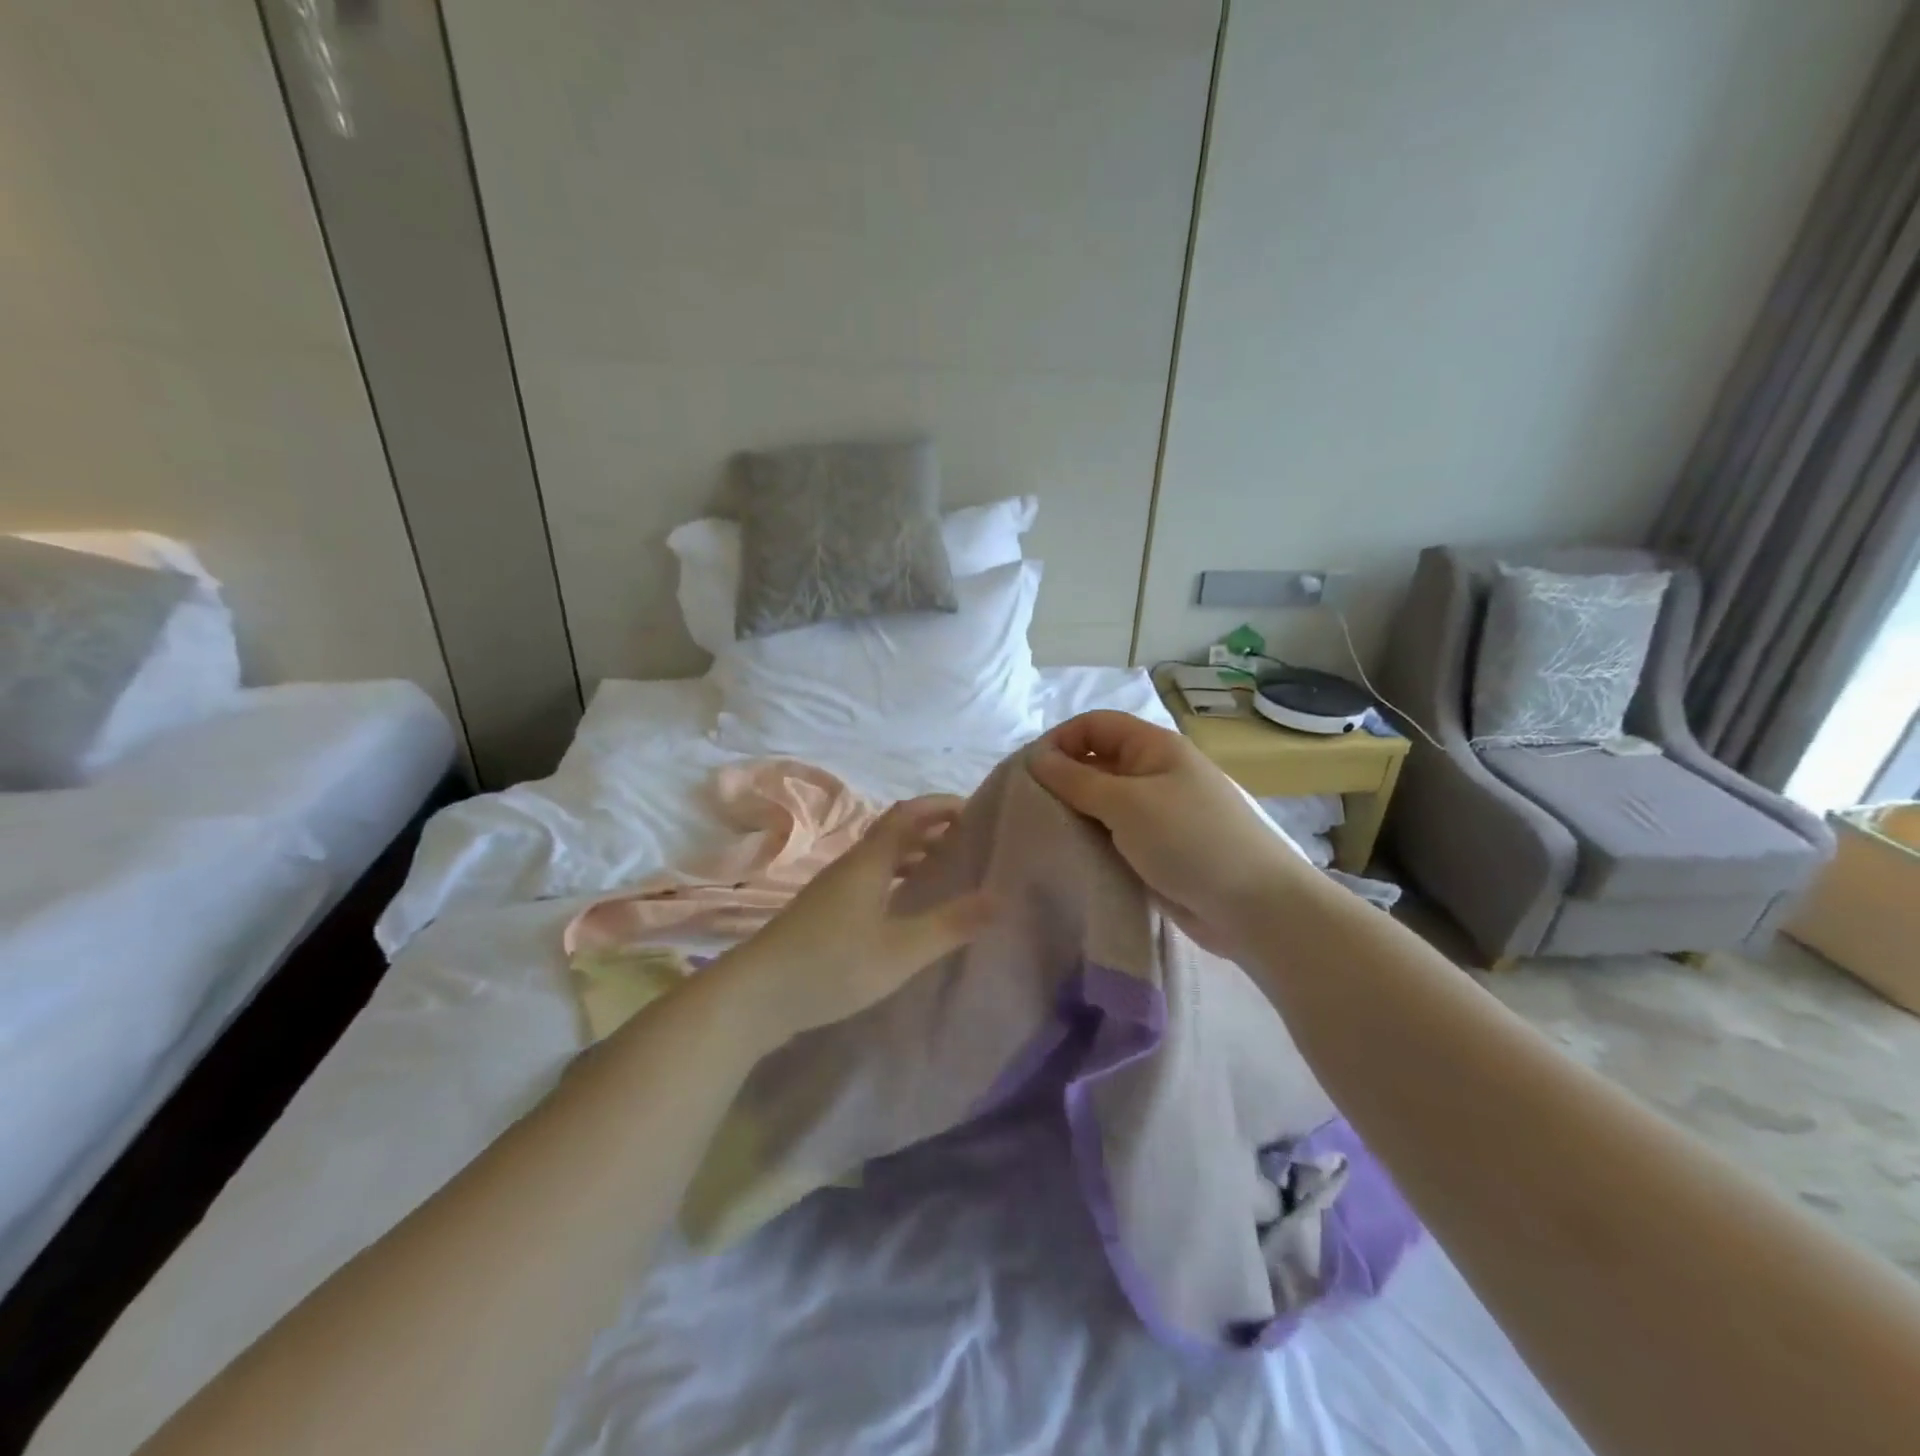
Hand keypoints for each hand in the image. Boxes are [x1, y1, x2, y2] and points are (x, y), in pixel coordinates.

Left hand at [715, 796, 993, 1047]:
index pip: (908, 814)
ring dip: (914, 857)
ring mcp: (832, 891)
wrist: (753, 997)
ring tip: (947, 873)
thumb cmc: (831, 966)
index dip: (940, 805)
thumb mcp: (900, 950)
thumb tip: (999, 897)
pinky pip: (869, 881)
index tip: (975, 812)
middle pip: (894, 833)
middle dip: (932, 830)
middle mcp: (850, 867)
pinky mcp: (823, 915)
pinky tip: (906, 910)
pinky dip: (896, 881)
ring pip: (880, 859)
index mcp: (868, 862)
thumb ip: (950, 924)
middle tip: (970, 844)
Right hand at [1027, 711, 1314, 952]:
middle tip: (1028, 807)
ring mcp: (1157, 813)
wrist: (1253, 907)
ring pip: (1102, 802)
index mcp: (1154, 747)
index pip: (1095, 725)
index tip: (1029, 772)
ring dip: (1074, 813)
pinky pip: (1113, 834)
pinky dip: (1091, 839)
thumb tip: (1036, 757)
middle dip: (1062, 778)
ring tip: (1042, 832)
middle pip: (1096, 762)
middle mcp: (1154, 773)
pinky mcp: (1156, 849)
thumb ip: (1077, 780)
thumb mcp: (1127, 803)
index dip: (1061, 740)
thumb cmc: (1190, 840)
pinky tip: (1069, 854)